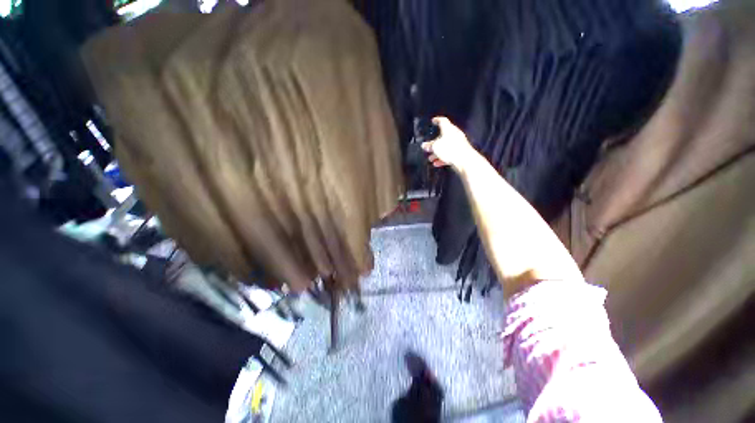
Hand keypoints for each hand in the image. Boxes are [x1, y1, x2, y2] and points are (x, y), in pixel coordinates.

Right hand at [421, 117, 476, 171]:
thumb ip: (429, 146)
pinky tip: (437, 163)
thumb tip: (424, 145)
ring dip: (437, 153)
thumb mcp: (435, 147)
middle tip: (428, 147)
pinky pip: (449, 154)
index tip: (433, 121)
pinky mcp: (460, 152)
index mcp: (449, 129)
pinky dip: (443, 158)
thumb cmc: (449, 149)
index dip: (437, 120)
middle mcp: (454, 134)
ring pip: (445, 147)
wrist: (464, 160)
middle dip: (434, 143)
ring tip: (431, 158)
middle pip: (443, 136)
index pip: (442, 121)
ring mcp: (458, 143)